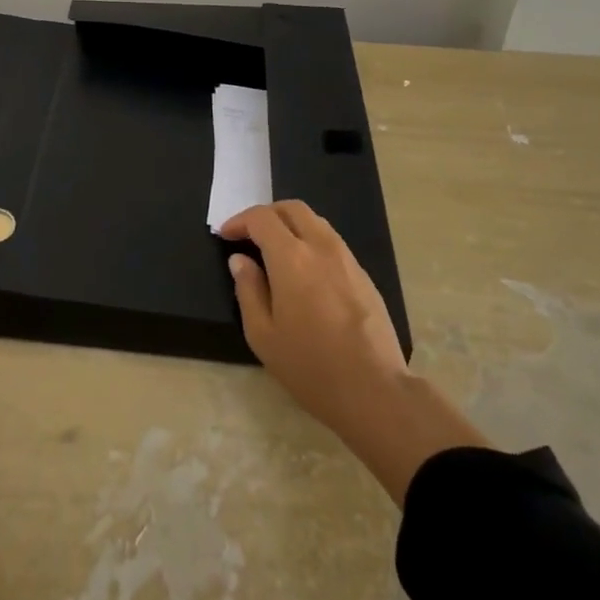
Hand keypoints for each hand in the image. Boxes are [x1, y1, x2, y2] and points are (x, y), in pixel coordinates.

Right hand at [222, 201, 487, 503]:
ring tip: (275, 250)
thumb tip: (240, 260)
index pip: (262, 218)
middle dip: (266, 214)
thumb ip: (248, 290)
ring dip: (291, 226)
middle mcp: (321, 246)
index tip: (226, 235)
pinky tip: (304, 270)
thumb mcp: (263, 334)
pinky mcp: (364, 275)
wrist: (374, 390)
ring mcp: (347, 258)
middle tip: (249, 235)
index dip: (240, 221)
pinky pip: (332, 242)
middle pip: (292, 209)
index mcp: (291, 257)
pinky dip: (311, 242)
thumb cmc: (310, 366)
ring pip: (316, 222)